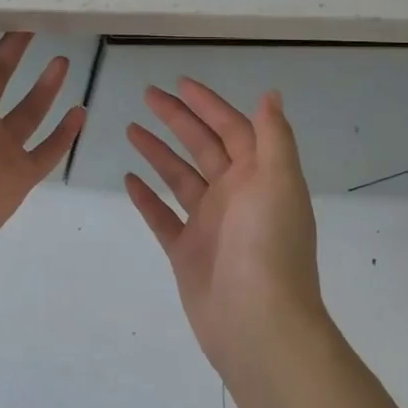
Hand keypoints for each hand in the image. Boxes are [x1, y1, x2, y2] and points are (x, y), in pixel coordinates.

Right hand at [126, 79, 324, 374]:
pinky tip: (128, 180)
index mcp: (259, 177)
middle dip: (177, 119)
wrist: (258, 323)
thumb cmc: (268, 246)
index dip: (208, 104)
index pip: (232, 128)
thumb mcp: (279, 183)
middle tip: (147, 95)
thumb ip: (273, 137)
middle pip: (202, 147)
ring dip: (157, 152)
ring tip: (130, 129)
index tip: (180, 83)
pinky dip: (147, 198)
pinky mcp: (187, 252)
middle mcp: (235, 196)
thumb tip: (271, 94)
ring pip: (179, 178)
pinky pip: (162, 217)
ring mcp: (209, 225)